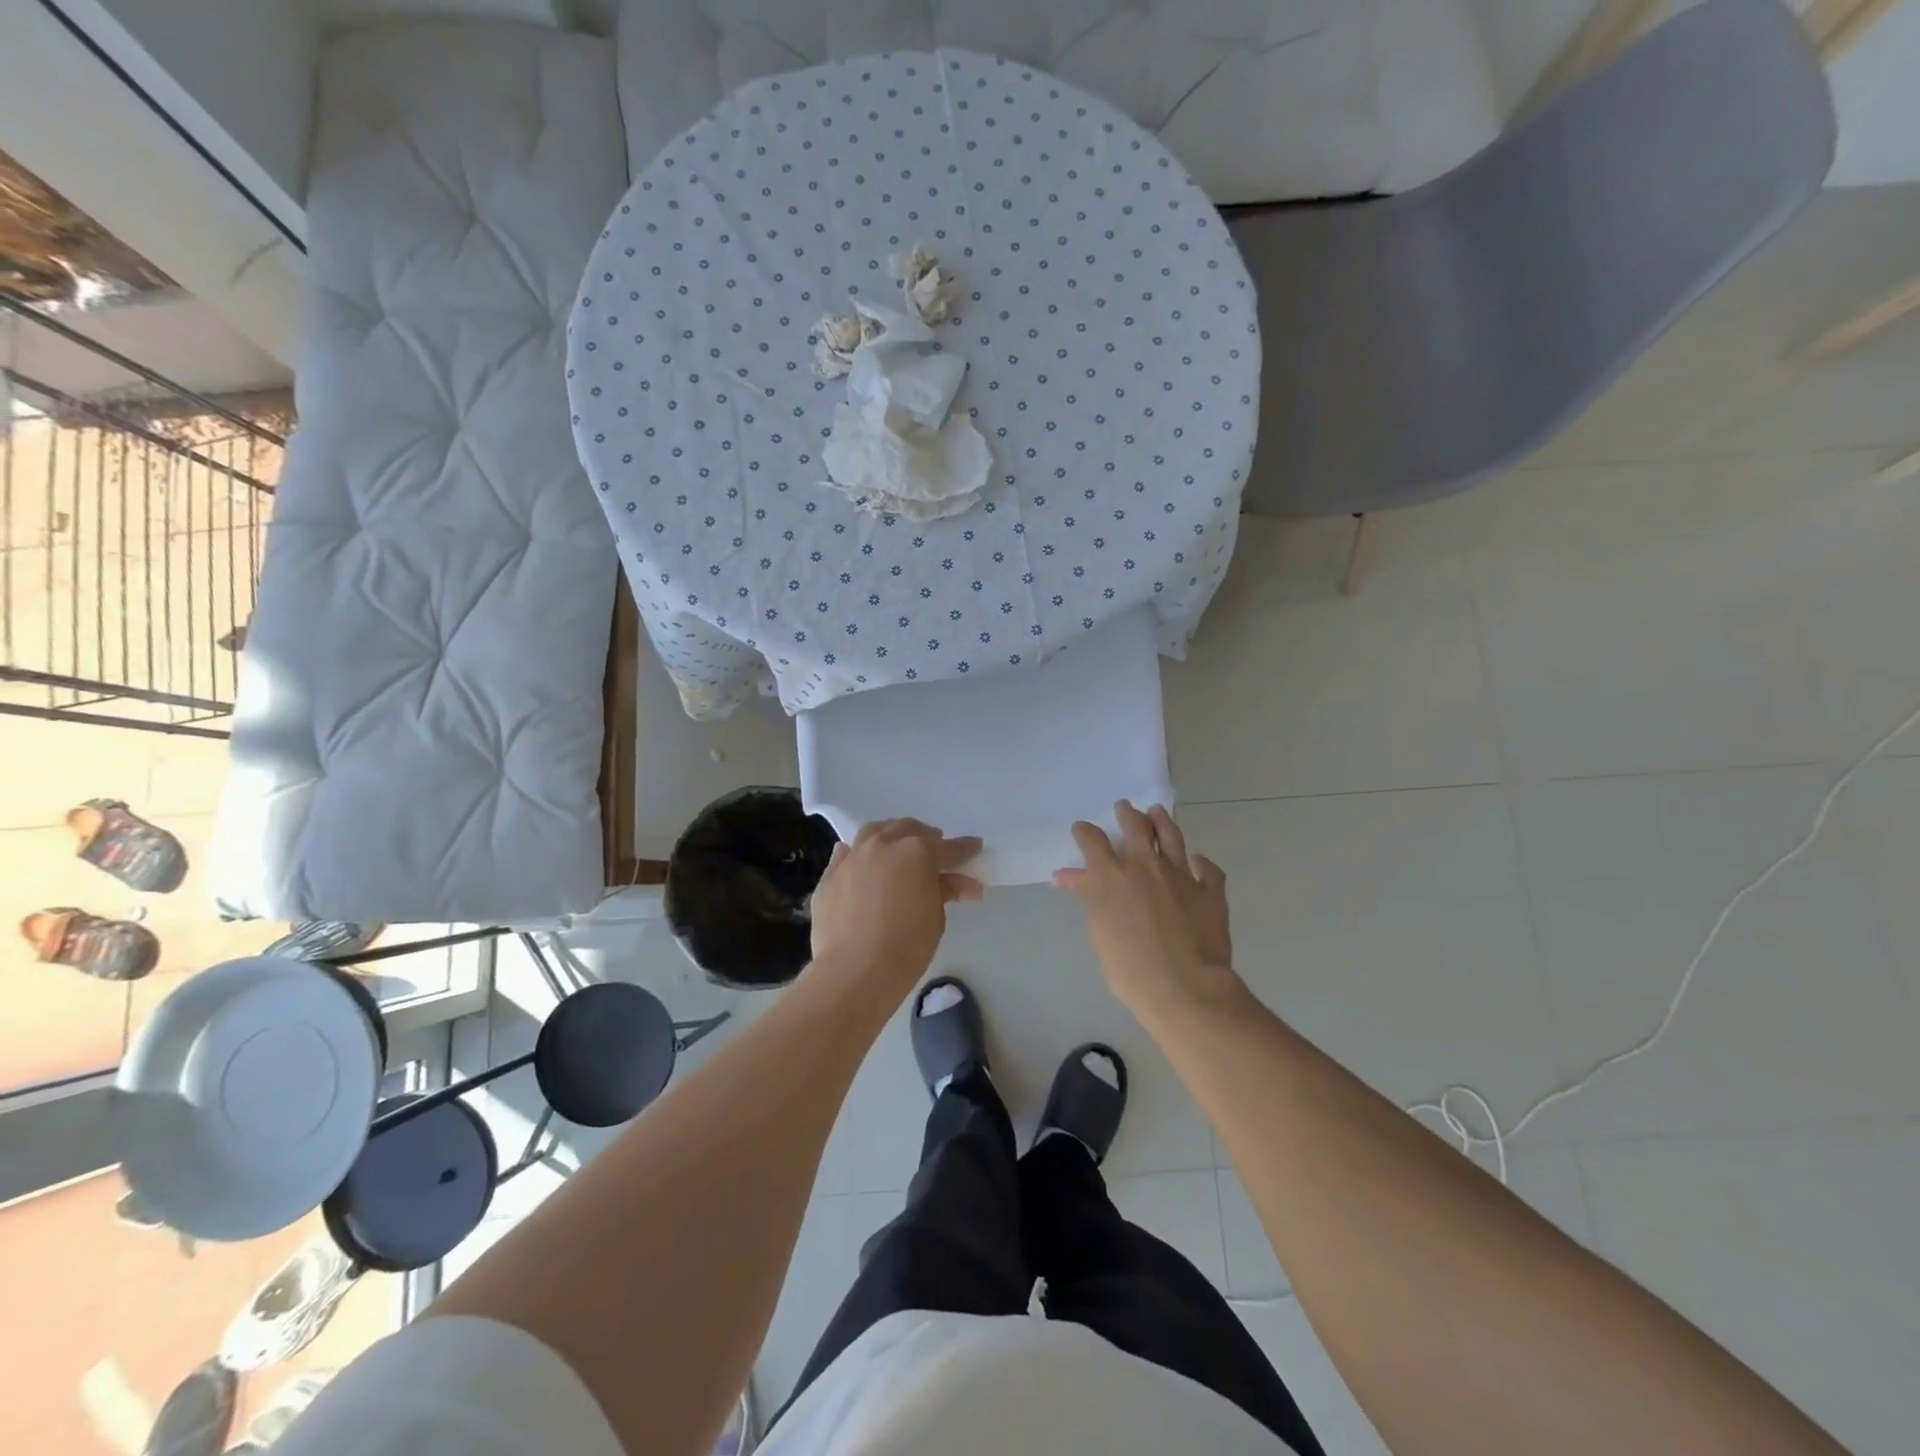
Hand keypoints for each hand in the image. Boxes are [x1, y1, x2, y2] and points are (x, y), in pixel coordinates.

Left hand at [810, 819, 982, 993]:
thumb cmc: (906, 946)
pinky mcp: (830, 875)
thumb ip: (945, 891)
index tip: (974, 848)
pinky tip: (862, 866)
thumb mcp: (935, 918)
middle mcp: (883, 845)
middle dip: (925, 837)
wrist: (854, 971)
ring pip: (874, 832)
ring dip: (891, 836)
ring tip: (897, 849)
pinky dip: (858, 855)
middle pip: (908, 830)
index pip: (948, 847)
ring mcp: (853, 857)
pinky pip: (846, 854)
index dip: (965, 849)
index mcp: (917, 852)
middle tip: (934, 851)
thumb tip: (961, 883)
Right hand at [1054, 802, 1241, 1022]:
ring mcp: (1181, 875)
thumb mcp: (1098, 932)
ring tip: (1158, 812)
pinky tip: (1198, 861)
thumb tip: (1066, 876)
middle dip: (1127, 814)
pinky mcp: (1210, 891)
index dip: (1085, 831)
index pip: (1092, 840)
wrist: (1183, 986)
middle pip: (1135, 826)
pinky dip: (1201, 862)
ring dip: (1162, 821)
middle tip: (1125, 807)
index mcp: (1111, 875)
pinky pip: (1208, 869)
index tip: (1082, 829)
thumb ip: (1087, 897)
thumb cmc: (1129, 968)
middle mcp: (1145, 865)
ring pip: (1171, 836)